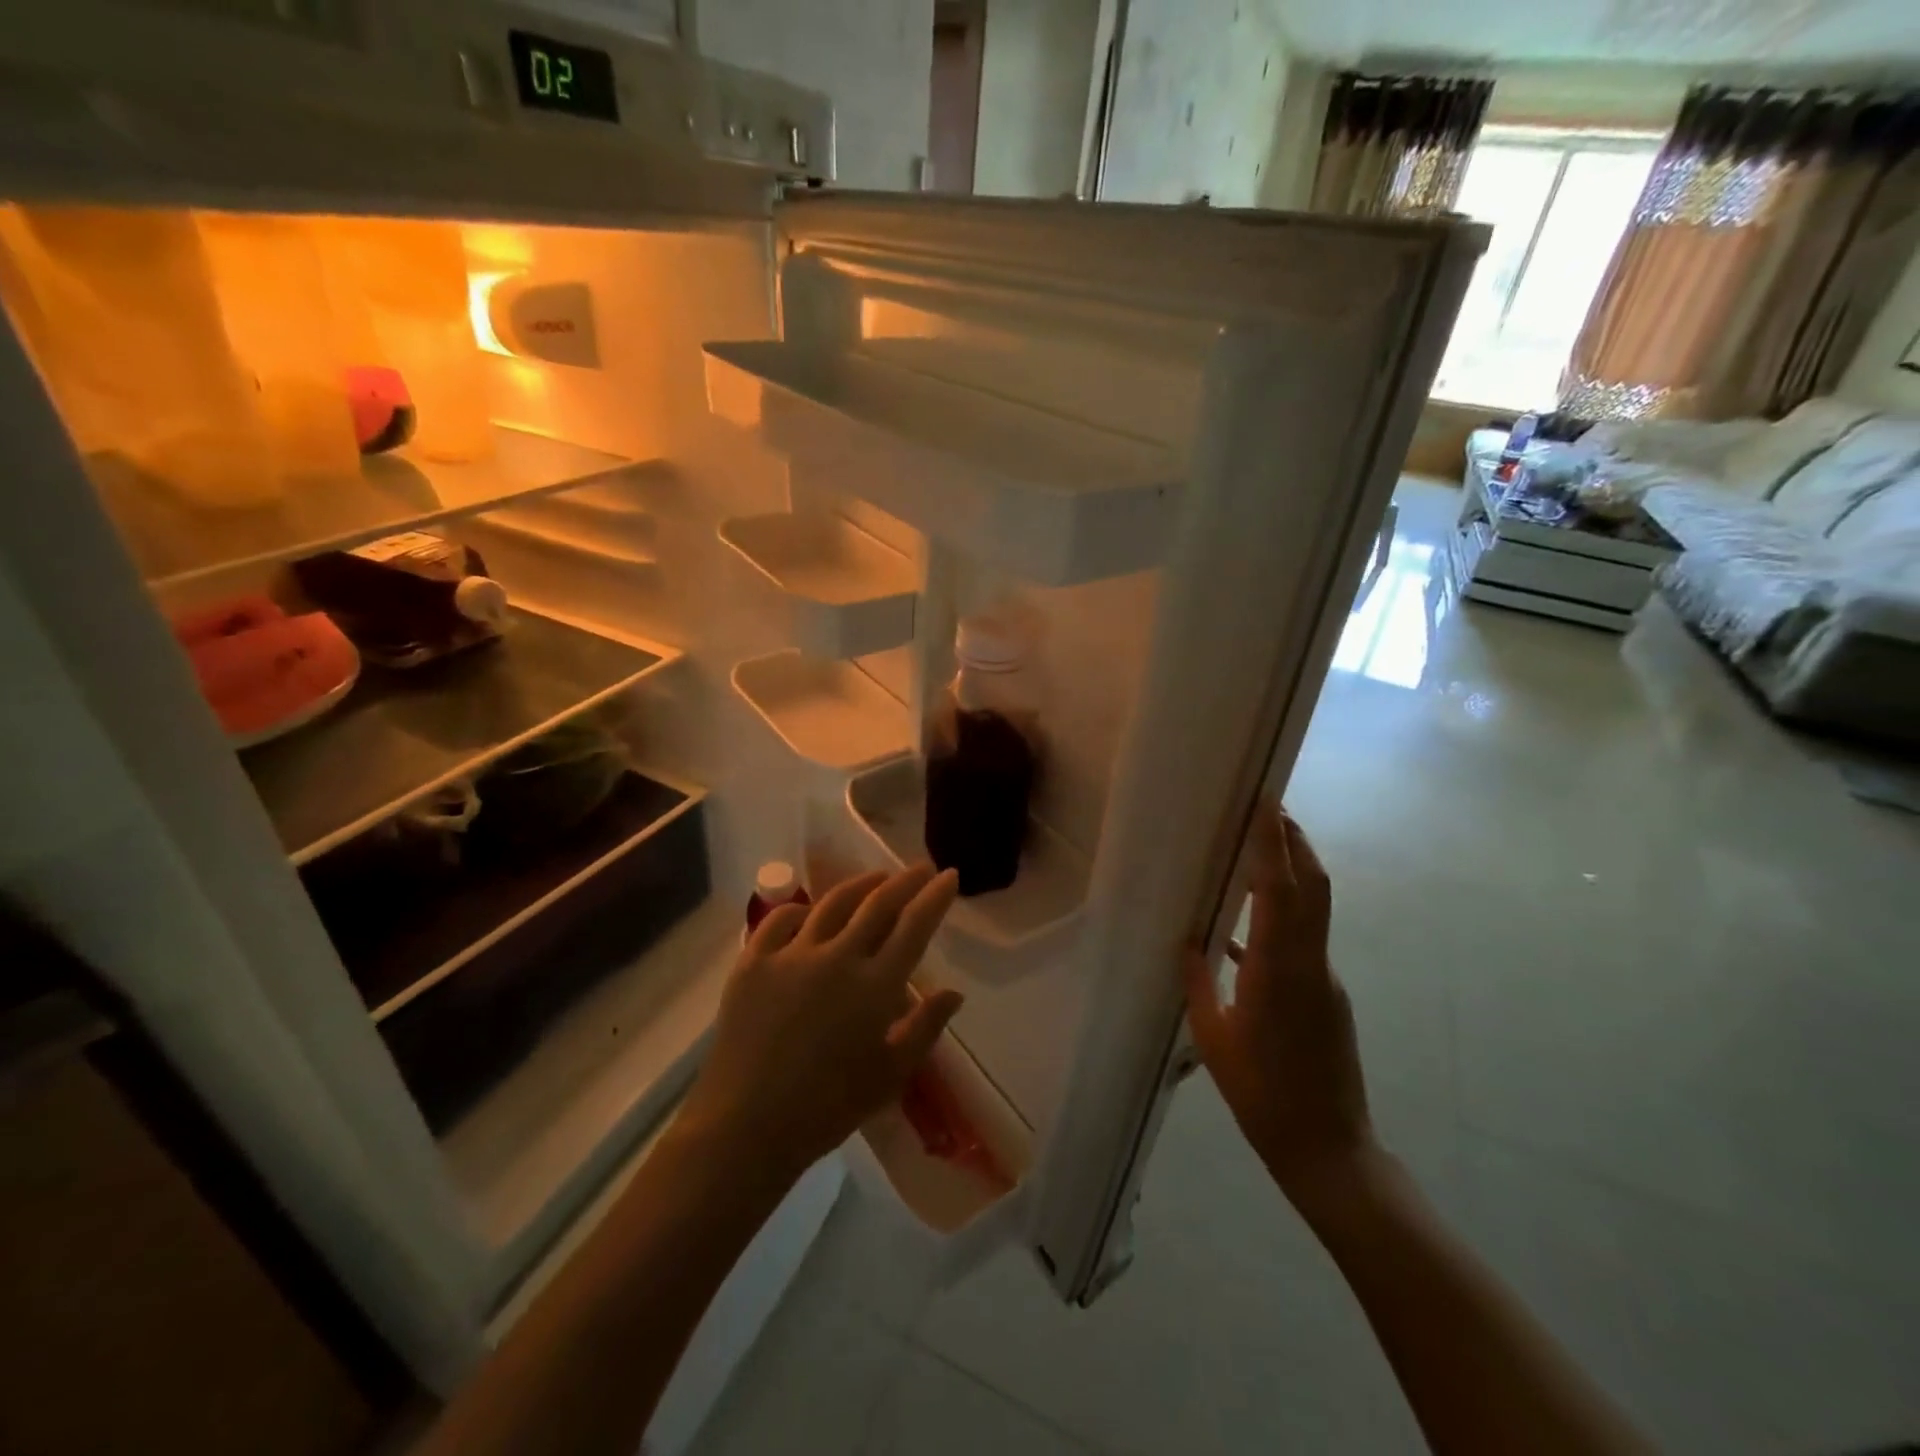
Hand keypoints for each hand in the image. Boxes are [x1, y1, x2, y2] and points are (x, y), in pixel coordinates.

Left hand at [679, 864, 962, 1184]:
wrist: (746, 1126)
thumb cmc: (827, 1108)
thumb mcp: (889, 1075)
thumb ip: (924, 1027)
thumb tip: (954, 992)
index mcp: (875, 986)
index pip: (914, 927)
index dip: (935, 898)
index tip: (948, 875)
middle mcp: (837, 957)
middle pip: (877, 905)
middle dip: (905, 881)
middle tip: (920, 868)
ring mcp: (791, 955)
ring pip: (831, 904)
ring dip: (859, 886)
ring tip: (875, 878)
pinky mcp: (752, 963)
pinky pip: (779, 922)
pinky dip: (800, 911)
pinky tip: (808, 912)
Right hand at [1184, 798, 1375, 1203]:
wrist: (1328, 1149)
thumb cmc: (1262, 1095)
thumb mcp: (1214, 1039)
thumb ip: (1200, 984)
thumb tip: (1188, 943)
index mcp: (1277, 970)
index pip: (1278, 890)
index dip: (1273, 843)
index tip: (1266, 803)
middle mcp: (1309, 963)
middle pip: (1313, 886)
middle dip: (1295, 841)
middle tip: (1269, 806)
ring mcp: (1324, 978)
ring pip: (1313, 908)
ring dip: (1292, 871)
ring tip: (1257, 849)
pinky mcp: (1326, 993)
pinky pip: (1304, 938)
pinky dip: (1282, 915)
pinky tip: (1247, 925)